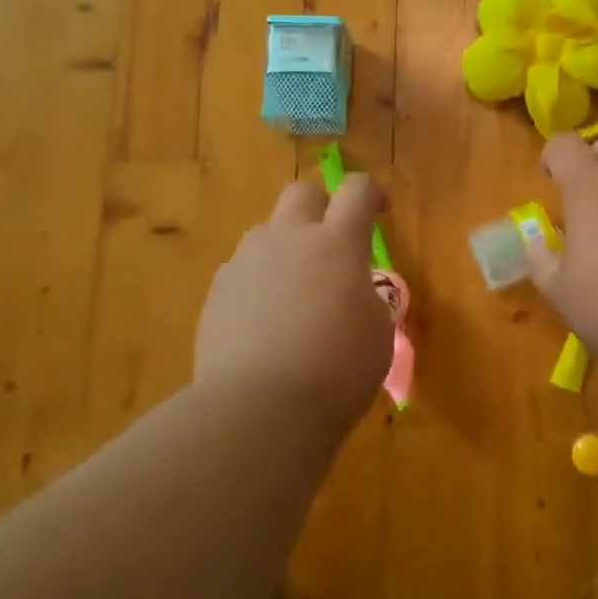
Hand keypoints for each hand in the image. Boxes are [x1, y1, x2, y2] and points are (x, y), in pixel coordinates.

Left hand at [195, 175, 393, 430]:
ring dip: (284, 246)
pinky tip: (263, 320)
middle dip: (320, 206)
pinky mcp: (217, 292)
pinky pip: (240, 269)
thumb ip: (367, 298)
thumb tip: (352, 293)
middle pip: (301, 193)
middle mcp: (289, 240)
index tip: (380, 210)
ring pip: (265, 231)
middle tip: (332, 242)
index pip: (357, 190)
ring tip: (294, 289)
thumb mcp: (378, 333)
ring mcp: (246, 263)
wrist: (259, 408)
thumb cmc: (337, 370)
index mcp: (337, 244)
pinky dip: (257, 282)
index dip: (371, 193)